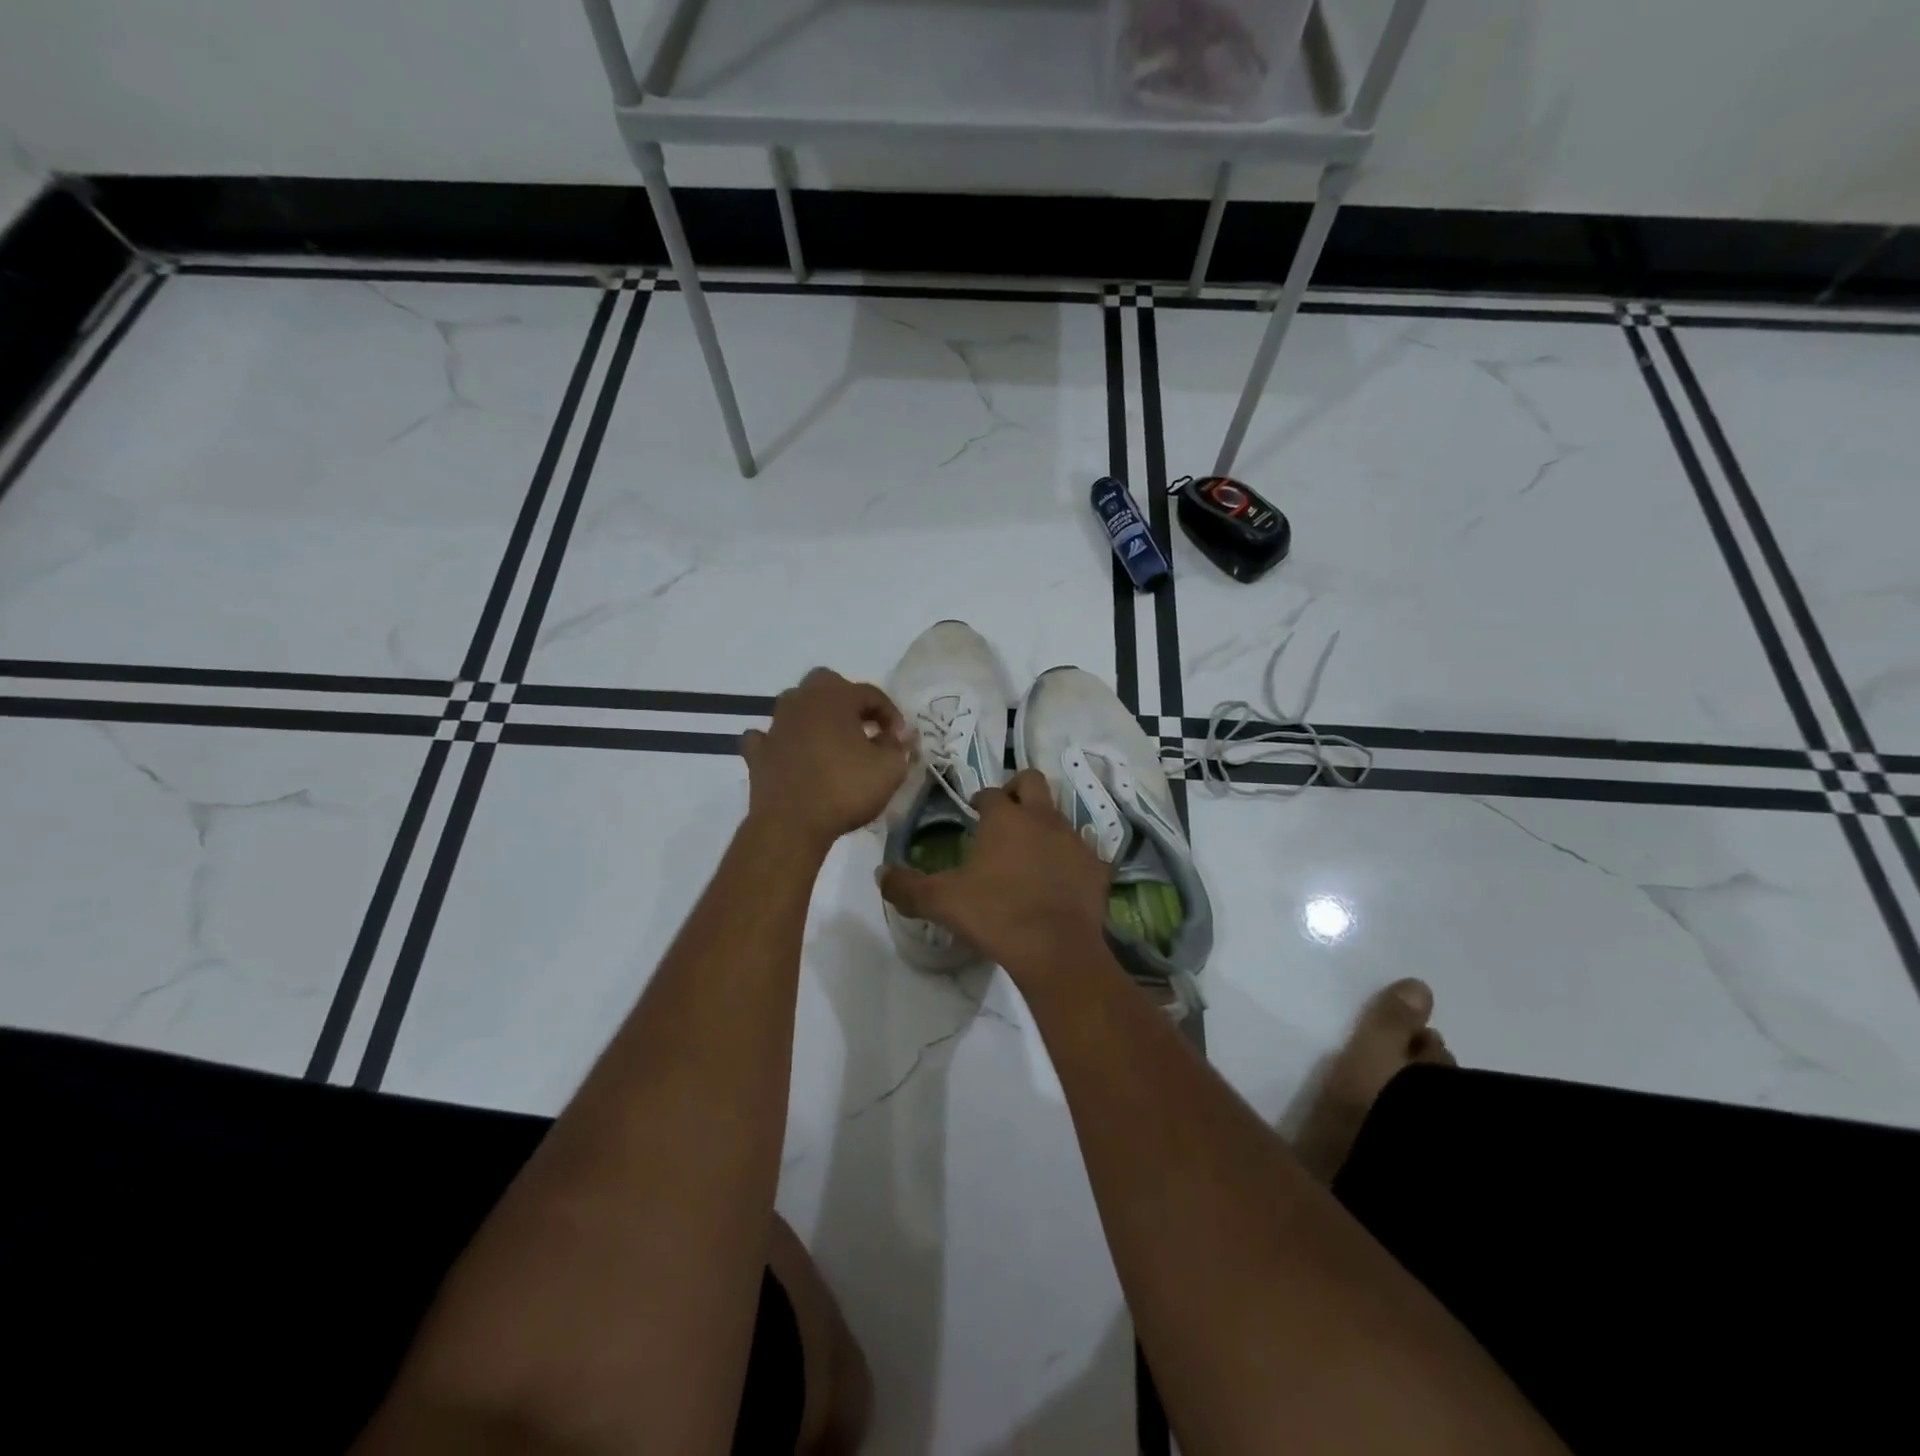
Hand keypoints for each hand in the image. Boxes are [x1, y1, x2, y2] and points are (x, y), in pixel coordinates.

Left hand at [741, 668, 914, 854]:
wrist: (791, 824)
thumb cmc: (845, 790)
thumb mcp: (890, 769)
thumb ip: (898, 747)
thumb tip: (897, 737)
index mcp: (836, 698)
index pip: (870, 693)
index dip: (890, 714)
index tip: (900, 739)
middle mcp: (802, 701)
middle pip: (827, 684)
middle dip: (848, 701)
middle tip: (864, 727)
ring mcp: (776, 725)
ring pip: (796, 706)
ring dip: (816, 718)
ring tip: (833, 742)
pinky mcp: (758, 752)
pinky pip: (769, 736)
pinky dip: (782, 741)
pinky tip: (791, 753)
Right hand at [878, 768, 1111, 974]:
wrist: (1055, 949)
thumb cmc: (995, 915)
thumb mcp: (941, 902)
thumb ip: (907, 887)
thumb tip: (881, 874)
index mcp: (1005, 818)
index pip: (991, 792)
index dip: (981, 800)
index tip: (975, 814)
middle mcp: (1042, 818)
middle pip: (1032, 781)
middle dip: (1018, 790)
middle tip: (1007, 815)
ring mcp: (1074, 840)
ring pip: (1060, 815)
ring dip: (1045, 824)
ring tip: (1031, 852)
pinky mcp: (1097, 866)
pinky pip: (1085, 852)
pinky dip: (1072, 860)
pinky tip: (1062, 880)